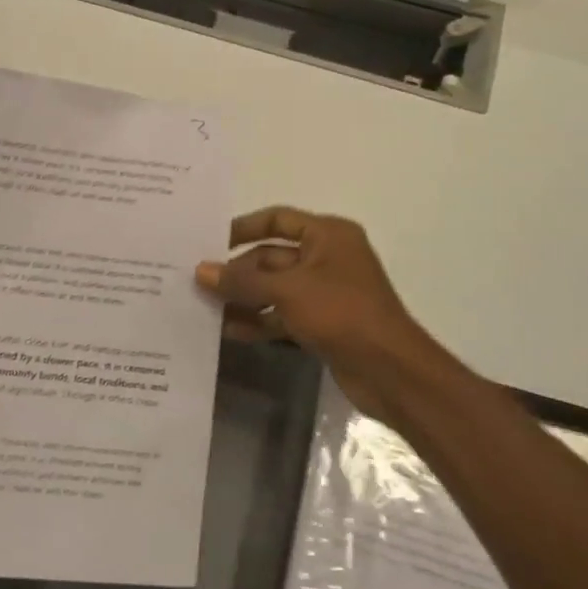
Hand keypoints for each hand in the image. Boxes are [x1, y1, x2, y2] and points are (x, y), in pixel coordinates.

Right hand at [196, 207, 444, 423]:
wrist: (388, 369)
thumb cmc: (341, 313)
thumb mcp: (287, 291)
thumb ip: (241, 281)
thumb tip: (201, 270)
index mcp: (327, 235)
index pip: (277, 219)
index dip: (243, 228)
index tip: (209, 242)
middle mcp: (327, 257)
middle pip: (272, 256)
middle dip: (238, 271)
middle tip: (199, 283)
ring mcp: (325, 292)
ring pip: (275, 288)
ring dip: (244, 298)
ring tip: (205, 307)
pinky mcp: (322, 322)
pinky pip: (283, 314)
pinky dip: (260, 320)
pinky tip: (229, 331)